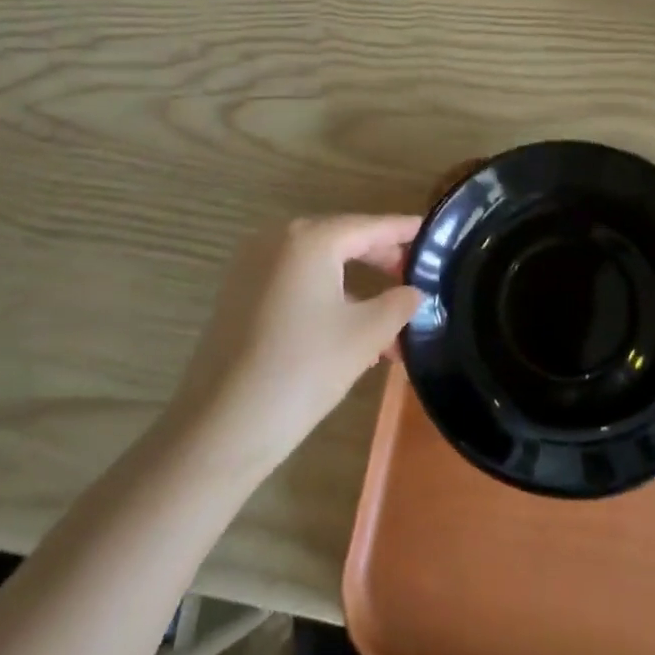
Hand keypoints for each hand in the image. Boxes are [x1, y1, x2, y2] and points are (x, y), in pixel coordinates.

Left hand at [169, 216, 423, 472]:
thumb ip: (399, 304)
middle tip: (415, 279)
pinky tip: (350, 331)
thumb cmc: (302, 370)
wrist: (221, 428)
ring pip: (319, 266)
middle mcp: (277, 240)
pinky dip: (326, 297)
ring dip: (356, 287)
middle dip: (382, 261)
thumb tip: (414, 291)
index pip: (370, 226)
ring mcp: (252, 266)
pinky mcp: (239, 294)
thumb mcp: (365, 335)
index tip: (433, 233)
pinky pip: (295, 283)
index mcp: (310, 239)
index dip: (404, 230)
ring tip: (389, 322)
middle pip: (343, 240)